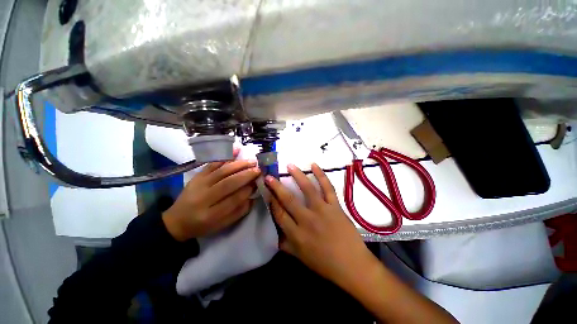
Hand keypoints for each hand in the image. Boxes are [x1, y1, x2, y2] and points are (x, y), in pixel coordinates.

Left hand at [162, 152, 260, 240]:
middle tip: (258, 169)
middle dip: (246, 175)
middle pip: (228, 183)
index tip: (257, 183)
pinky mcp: (197, 175)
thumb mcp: (223, 224)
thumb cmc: (203, 224)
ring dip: (239, 165)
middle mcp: (203, 198)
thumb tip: (253, 195)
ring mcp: (198, 184)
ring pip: (222, 171)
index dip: (248, 190)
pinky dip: (225, 156)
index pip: (233, 200)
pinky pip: (212, 163)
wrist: (177, 220)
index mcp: (210, 215)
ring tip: (252, 162)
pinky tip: (236, 150)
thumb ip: (239, 211)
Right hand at [265, 163, 379, 289]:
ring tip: (290, 165)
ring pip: (307, 189)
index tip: (268, 192)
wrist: (352, 266)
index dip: (272, 202)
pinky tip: (314, 165)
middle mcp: (307, 220)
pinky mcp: (335, 206)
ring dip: (298, 175)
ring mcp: (322, 211)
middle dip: (277, 187)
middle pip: (289, 199)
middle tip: (269, 176)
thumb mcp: (300, 258)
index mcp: (296, 235)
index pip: (279, 214)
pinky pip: (327, 188)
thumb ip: (286, 245)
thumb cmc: (325, 264)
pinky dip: (321, 175)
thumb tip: (276, 235)